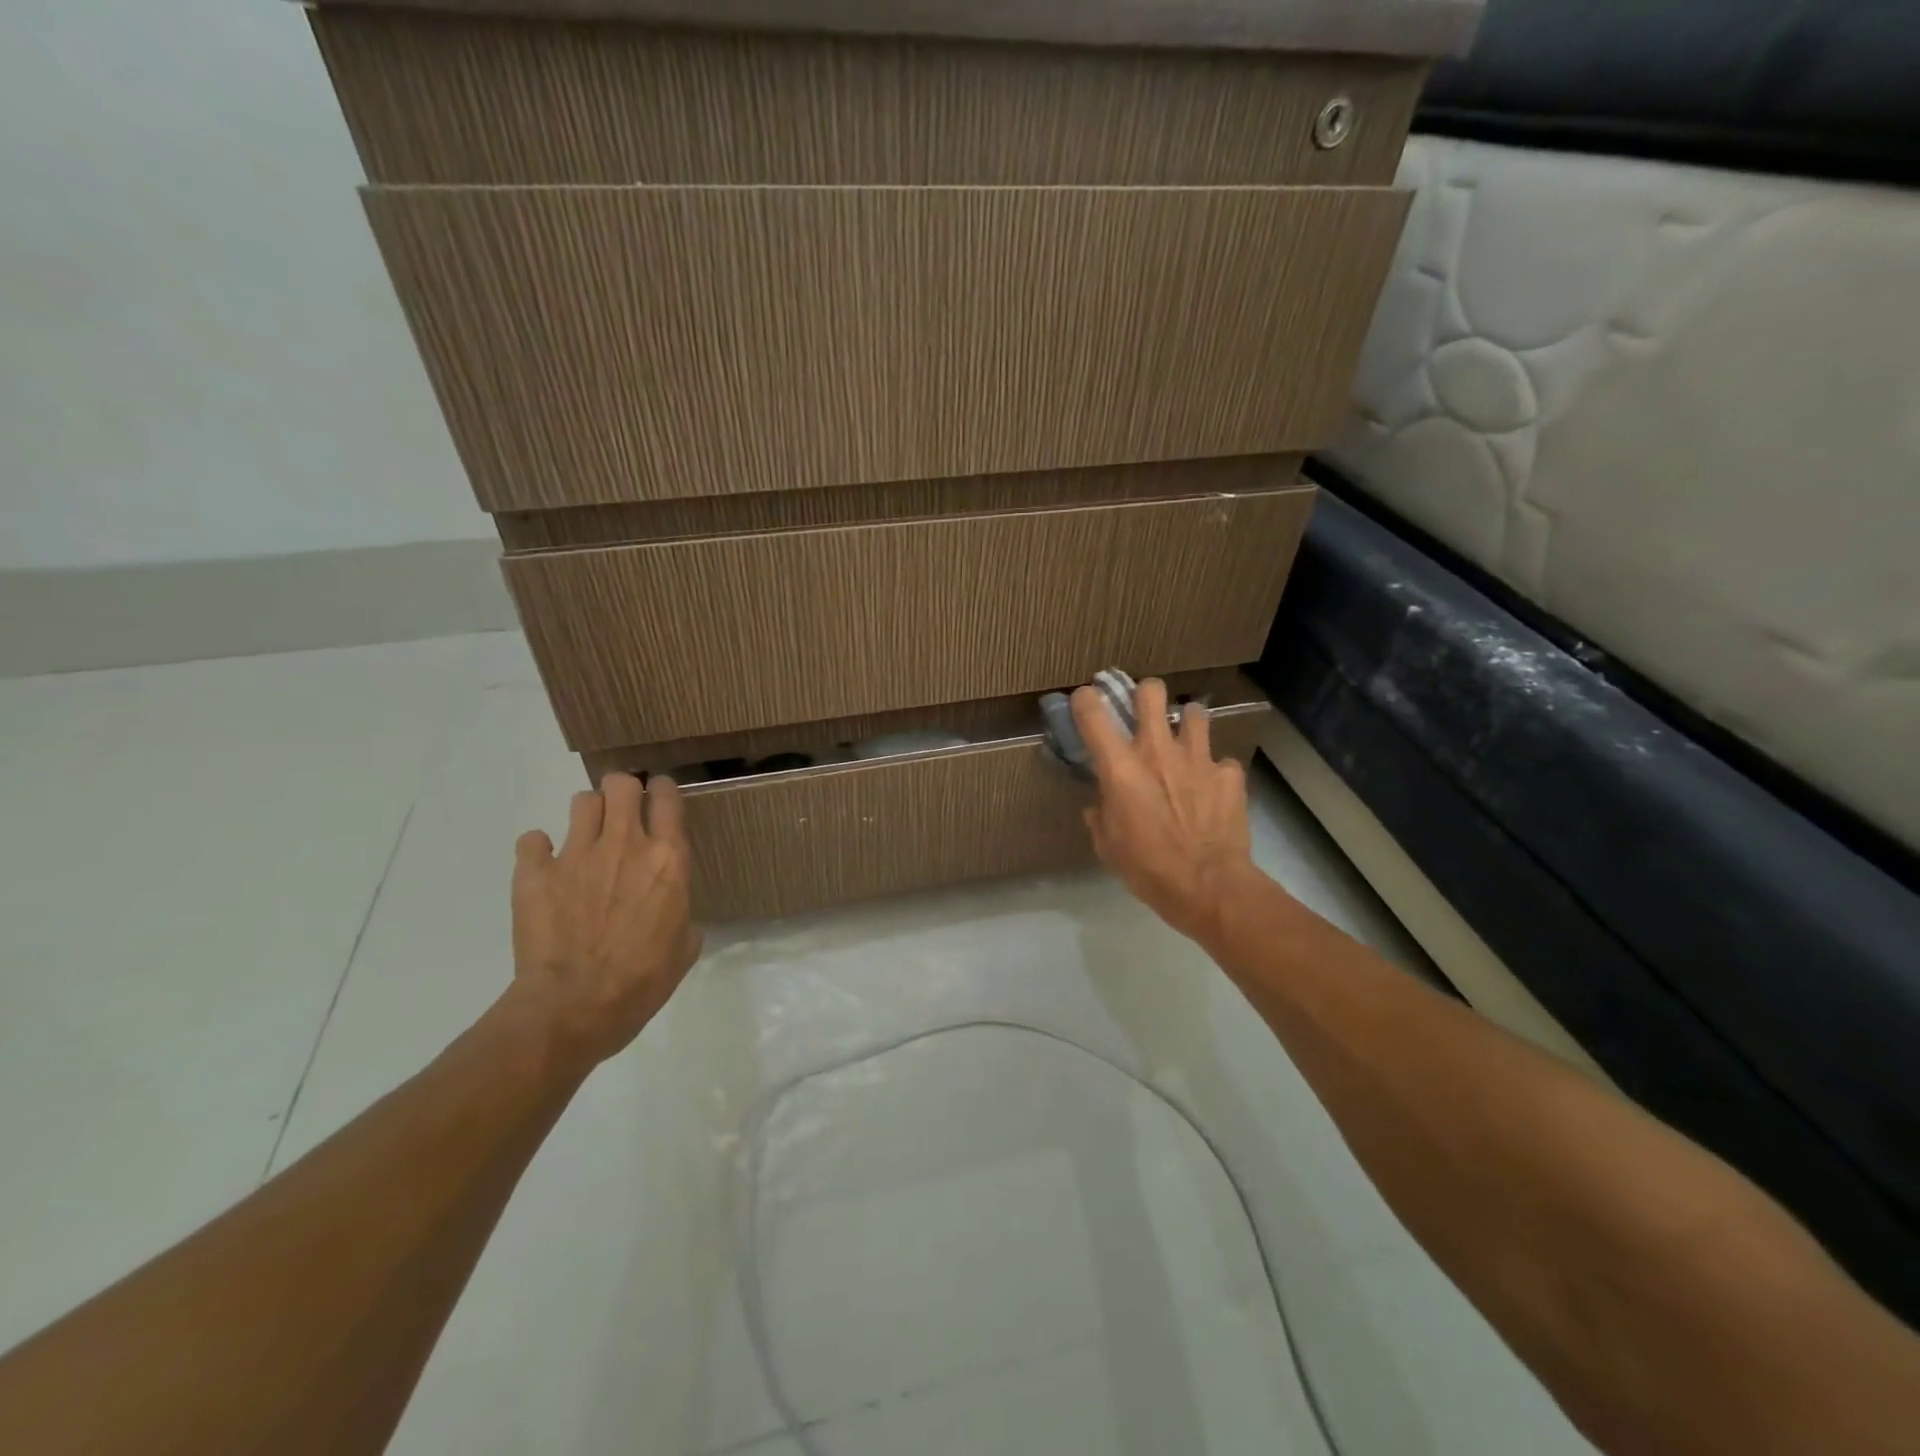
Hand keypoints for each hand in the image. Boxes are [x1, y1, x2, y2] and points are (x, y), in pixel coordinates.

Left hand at [508, 773, 702, 1066]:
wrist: (575, 1007)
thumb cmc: (642, 981)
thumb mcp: (684, 947)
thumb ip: (681, 914)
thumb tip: (674, 912)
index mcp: (668, 859)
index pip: (667, 798)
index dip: (662, 789)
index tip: (659, 795)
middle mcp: (625, 844)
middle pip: (621, 784)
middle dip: (622, 789)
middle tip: (622, 809)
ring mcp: (576, 854)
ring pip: (582, 802)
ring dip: (587, 814)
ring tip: (586, 837)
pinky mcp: (535, 872)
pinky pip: (533, 840)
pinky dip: (538, 849)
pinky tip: (544, 866)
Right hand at [1072, 679, 1255, 943]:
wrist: (1209, 886)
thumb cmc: (1148, 868)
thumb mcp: (1107, 845)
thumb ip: (1101, 814)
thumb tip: (1101, 804)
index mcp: (1120, 767)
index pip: (1092, 711)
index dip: (1085, 701)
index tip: (1085, 705)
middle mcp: (1158, 750)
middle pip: (1151, 691)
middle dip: (1144, 694)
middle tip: (1143, 713)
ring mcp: (1198, 758)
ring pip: (1194, 712)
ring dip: (1186, 724)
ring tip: (1184, 743)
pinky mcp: (1229, 775)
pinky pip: (1221, 762)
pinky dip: (1214, 772)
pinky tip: (1211, 790)